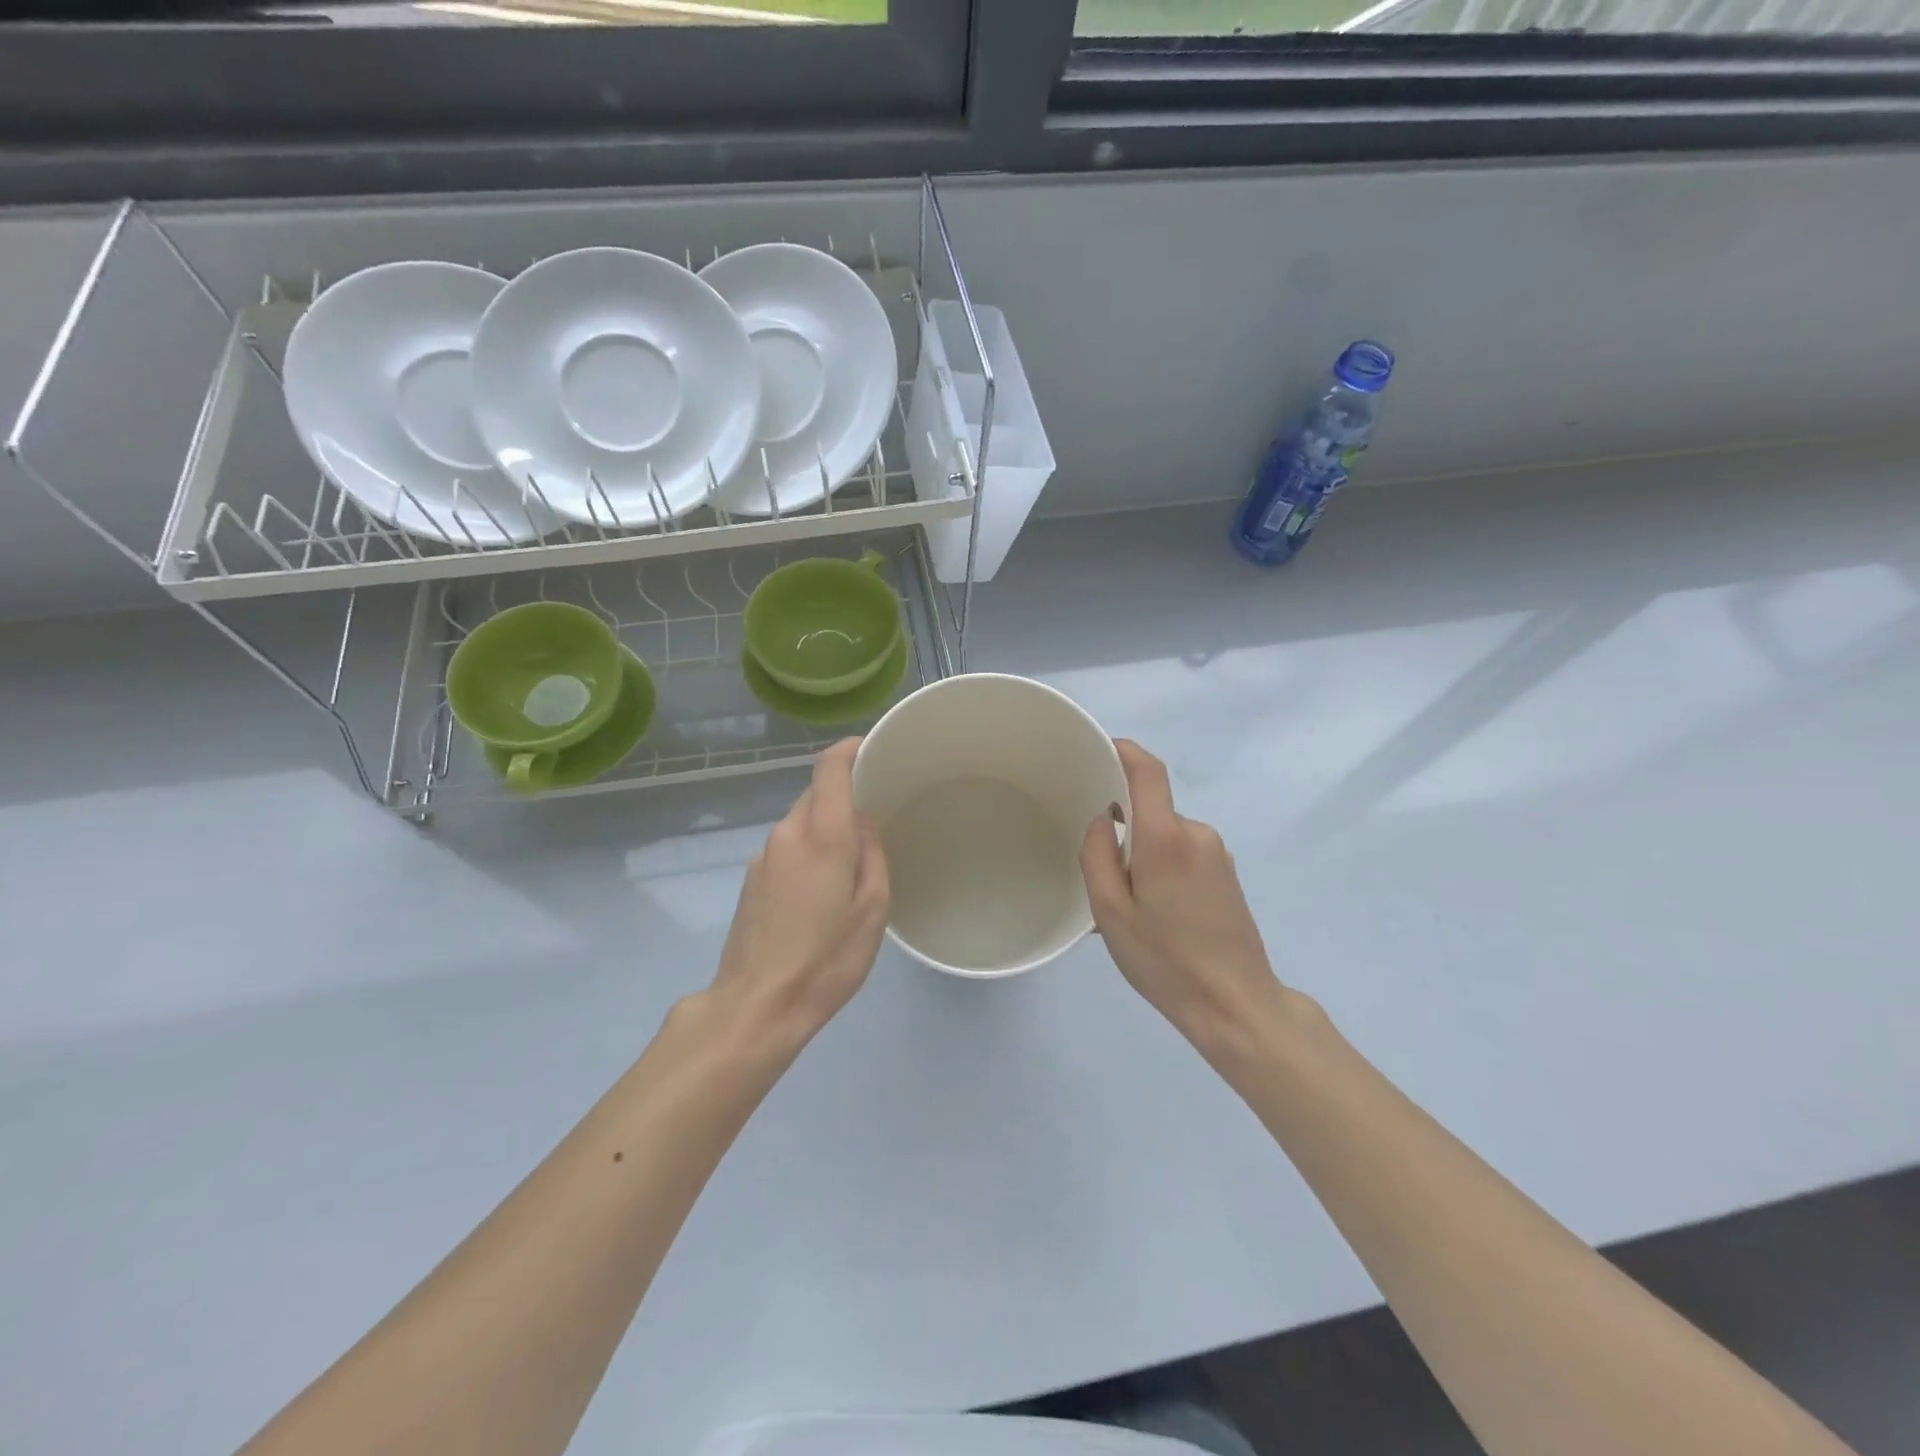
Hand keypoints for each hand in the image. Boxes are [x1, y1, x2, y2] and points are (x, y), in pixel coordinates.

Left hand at [708, 738, 889, 1048]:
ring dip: (824, 828)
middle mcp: (787, 834)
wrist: (758, 1005)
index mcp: (822, 836)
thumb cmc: (827, 959)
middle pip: (814, 794)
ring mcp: (763, 856)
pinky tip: (820, 889)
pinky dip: (807, 851)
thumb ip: (872, 854)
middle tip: (874, 817)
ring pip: (799, 822)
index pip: (829, 768)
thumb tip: (862, 822)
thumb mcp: (872, 909)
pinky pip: (786, 847)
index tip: (871, 748)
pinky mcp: (751, 879)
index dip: (850, 749)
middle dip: (842, 796)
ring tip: (850, 862)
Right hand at [1080, 740, 1286, 1059]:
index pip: (1148, 771)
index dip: (1123, 750)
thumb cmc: (1165, 960)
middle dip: (1124, 827)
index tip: (1098, 750)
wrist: (1235, 1005)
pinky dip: (1162, 867)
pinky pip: (1184, 853)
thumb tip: (1103, 819)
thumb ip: (1097, 855)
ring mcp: (1217, 853)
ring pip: (1166, 835)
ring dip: (1143, 854)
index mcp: (1166, 838)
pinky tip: (1156, 913)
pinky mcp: (1227, 874)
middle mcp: (1197, 834)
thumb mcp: (1109, 912)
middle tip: (1102, 872)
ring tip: (1129, 905)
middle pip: (1152, 809)